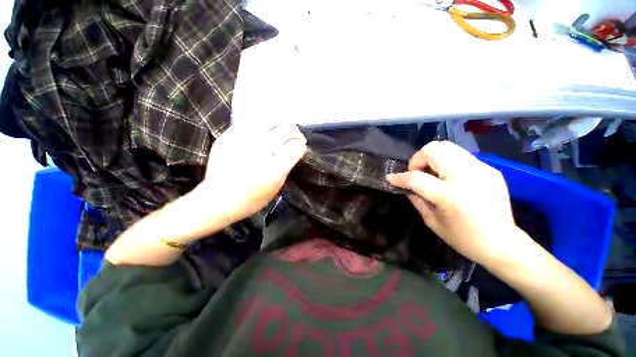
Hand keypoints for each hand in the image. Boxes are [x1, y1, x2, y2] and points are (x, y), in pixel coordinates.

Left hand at [193, 123, 306, 225]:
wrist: (218, 200)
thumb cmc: (251, 199)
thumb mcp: (276, 187)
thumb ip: (287, 166)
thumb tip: (295, 149)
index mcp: (272, 171)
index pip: (295, 148)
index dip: (301, 145)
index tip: (301, 146)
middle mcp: (258, 154)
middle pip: (285, 131)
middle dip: (295, 132)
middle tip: (296, 136)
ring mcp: (242, 143)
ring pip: (269, 121)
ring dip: (281, 124)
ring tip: (282, 129)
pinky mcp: (229, 137)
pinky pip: (251, 123)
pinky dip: (263, 124)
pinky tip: (265, 130)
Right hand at [387, 141, 526, 264]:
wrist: (503, 243)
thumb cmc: (464, 238)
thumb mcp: (432, 221)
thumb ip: (416, 199)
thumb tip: (406, 186)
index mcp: (451, 196)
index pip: (417, 178)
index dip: (400, 177)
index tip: (391, 178)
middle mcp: (466, 176)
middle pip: (434, 150)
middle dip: (418, 159)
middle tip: (417, 173)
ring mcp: (481, 169)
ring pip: (447, 147)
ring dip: (432, 158)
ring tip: (432, 174)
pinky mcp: (489, 168)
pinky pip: (460, 156)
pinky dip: (447, 163)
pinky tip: (449, 178)